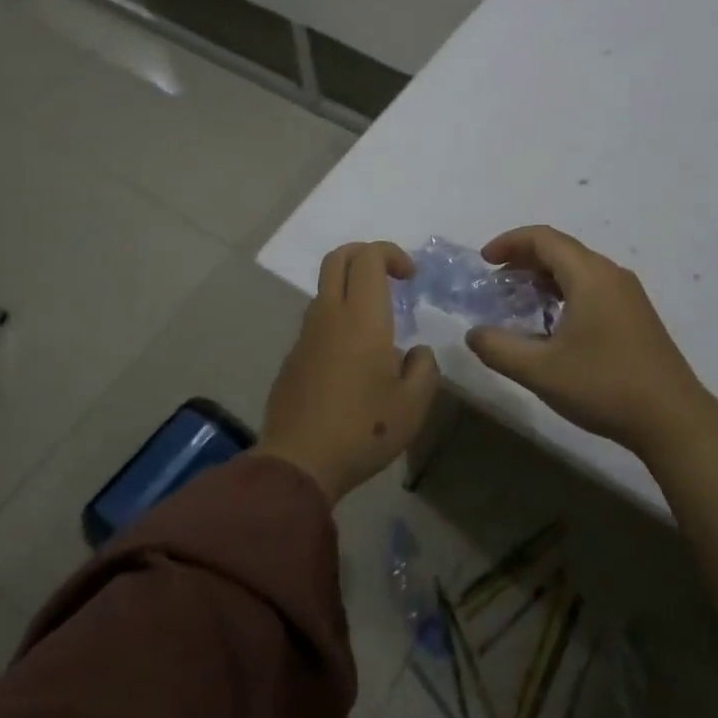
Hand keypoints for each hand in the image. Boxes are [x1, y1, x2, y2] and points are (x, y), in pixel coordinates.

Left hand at [261, 241, 440, 502]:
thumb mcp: (414, 405)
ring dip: (351, 289)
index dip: (391, 254)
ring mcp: (306, 335)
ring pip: (325, 289)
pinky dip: (337, 318)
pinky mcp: (293, 357)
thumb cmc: (363, 430)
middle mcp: (330, 315)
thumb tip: (416, 352)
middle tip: (390, 278)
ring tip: (377, 325)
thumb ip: (424, 369)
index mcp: (362, 318)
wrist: (299, 463)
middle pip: (338, 258)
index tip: (410, 278)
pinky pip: (317, 320)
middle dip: (365, 254)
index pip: (369, 257)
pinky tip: (353, 359)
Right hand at [464, 225, 713, 450]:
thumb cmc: (604, 386)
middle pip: (562, 250)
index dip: (510, 242)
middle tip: (496, 282)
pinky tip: (552, 323)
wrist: (673, 419)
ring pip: (578, 269)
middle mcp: (611, 275)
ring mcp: (628, 295)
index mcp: (590, 276)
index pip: (544, 239)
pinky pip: (593, 287)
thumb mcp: (540, 371)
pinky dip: (564, 292)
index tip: (484, 261)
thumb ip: (499, 348)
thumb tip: (474, 334)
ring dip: (544, 277)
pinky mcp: (636, 315)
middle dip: (524, 259)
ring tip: (518, 301)